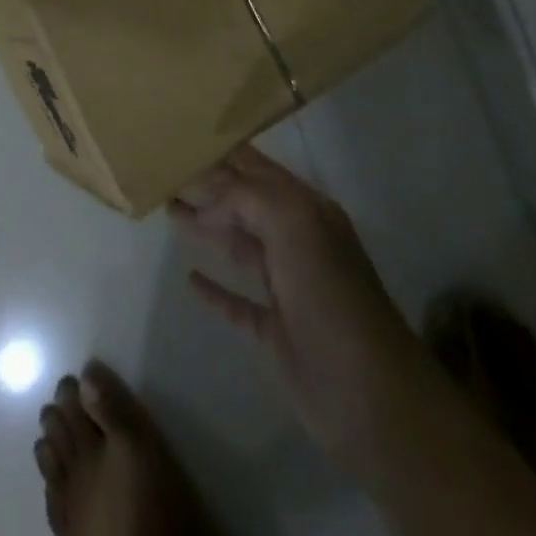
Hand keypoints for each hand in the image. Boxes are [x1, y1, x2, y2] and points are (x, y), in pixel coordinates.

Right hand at [171, 146, 430, 480]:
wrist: (369, 397)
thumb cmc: (331, 296)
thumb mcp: (293, 224)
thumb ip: (246, 198)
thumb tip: (206, 205)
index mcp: (306, 209)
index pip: (256, 168)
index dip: (223, 152)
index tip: (184, 138)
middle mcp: (296, 239)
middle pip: (243, 202)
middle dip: (208, 184)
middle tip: (165, 170)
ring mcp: (286, 286)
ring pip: (238, 244)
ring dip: (205, 225)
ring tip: (168, 207)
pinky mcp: (274, 330)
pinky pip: (237, 301)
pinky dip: (214, 289)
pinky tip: (190, 278)